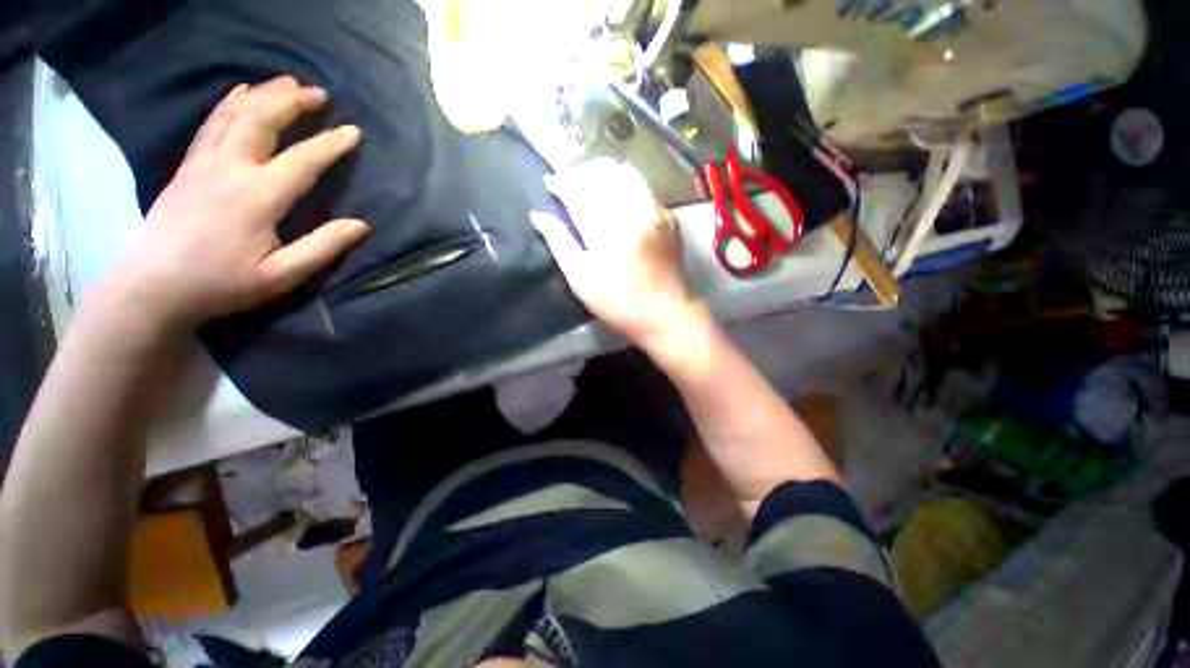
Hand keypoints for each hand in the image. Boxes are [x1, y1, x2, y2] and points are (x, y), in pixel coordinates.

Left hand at [111, 76, 368, 331]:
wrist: (154, 287)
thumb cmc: (222, 284)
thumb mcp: (281, 276)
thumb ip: (322, 248)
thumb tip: (361, 225)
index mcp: (257, 197)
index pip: (302, 161)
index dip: (330, 144)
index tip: (353, 131)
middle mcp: (229, 170)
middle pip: (262, 122)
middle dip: (291, 102)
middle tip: (318, 92)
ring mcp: (203, 164)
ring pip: (234, 116)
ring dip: (263, 95)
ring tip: (285, 81)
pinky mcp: (188, 168)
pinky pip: (211, 125)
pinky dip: (228, 104)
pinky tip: (240, 93)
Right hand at [530, 159, 702, 346]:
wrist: (666, 313)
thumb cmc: (618, 303)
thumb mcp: (581, 280)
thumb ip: (559, 243)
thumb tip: (538, 216)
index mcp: (605, 231)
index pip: (578, 191)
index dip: (561, 182)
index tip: (550, 182)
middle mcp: (630, 213)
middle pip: (602, 175)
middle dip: (581, 173)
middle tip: (569, 182)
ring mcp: (653, 212)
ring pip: (625, 174)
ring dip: (604, 173)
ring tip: (592, 182)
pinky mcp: (668, 217)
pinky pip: (643, 187)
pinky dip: (626, 184)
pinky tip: (619, 194)